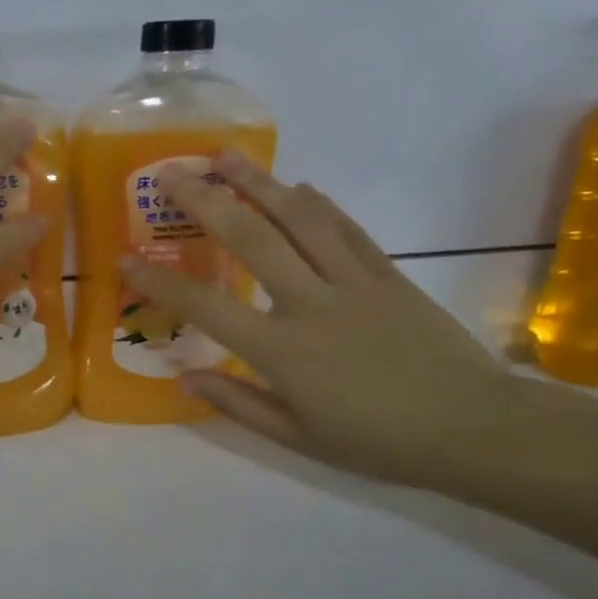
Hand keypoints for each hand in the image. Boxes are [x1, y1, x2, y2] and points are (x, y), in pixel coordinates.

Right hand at [123, 155, 518, 487]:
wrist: (472, 427)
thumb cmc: (376, 441)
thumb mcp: (297, 437)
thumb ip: (238, 402)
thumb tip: (186, 378)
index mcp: (281, 350)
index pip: (205, 306)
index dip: (159, 282)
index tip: (125, 260)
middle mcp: (311, 303)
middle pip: (250, 238)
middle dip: (204, 200)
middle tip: (171, 173)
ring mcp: (353, 282)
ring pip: (299, 219)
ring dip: (258, 182)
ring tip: (226, 157)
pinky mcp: (388, 274)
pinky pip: (346, 229)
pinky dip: (317, 203)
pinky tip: (296, 186)